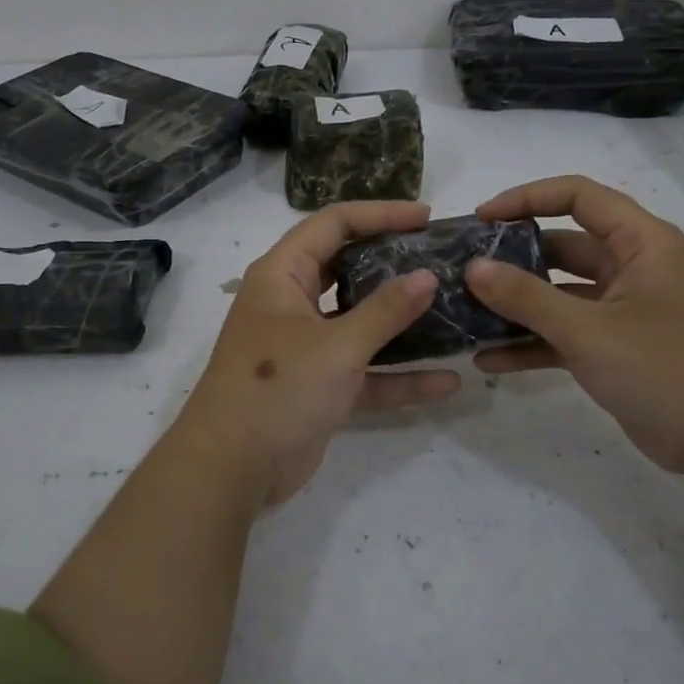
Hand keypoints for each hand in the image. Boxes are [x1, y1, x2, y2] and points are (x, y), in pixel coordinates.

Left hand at [178, 200, 460, 507]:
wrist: (230, 470)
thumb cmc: (277, 389)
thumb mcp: (336, 346)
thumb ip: (385, 311)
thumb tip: (428, 276)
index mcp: (283, 276)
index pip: (333, 225)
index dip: (379, 214)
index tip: (426, 217)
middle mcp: (293, 304)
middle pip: (349, 269)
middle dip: (394, 264)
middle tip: (441, 259)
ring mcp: (307, 347)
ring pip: (361, 322)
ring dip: (402, 322)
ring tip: (453, 309)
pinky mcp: (320, 387)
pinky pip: (366, 372)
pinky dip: (399, 376)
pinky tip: (446, 381)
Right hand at [464, 176, 683, 477]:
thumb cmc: (664, 369)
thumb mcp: (588, 330)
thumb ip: (526, 297)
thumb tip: (472, 268)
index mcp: (641, 242)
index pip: (578, 196)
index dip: (527, 199)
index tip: (482, 219)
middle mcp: (632, 266)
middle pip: (563, 245)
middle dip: (513, 257)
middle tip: (463, 269)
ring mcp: (623, 308)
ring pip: (559, 292)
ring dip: (517, 304)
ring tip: (465, 313)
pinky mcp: (615, 346)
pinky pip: (564, 332)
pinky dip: (532, 342)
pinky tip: (489, 360)